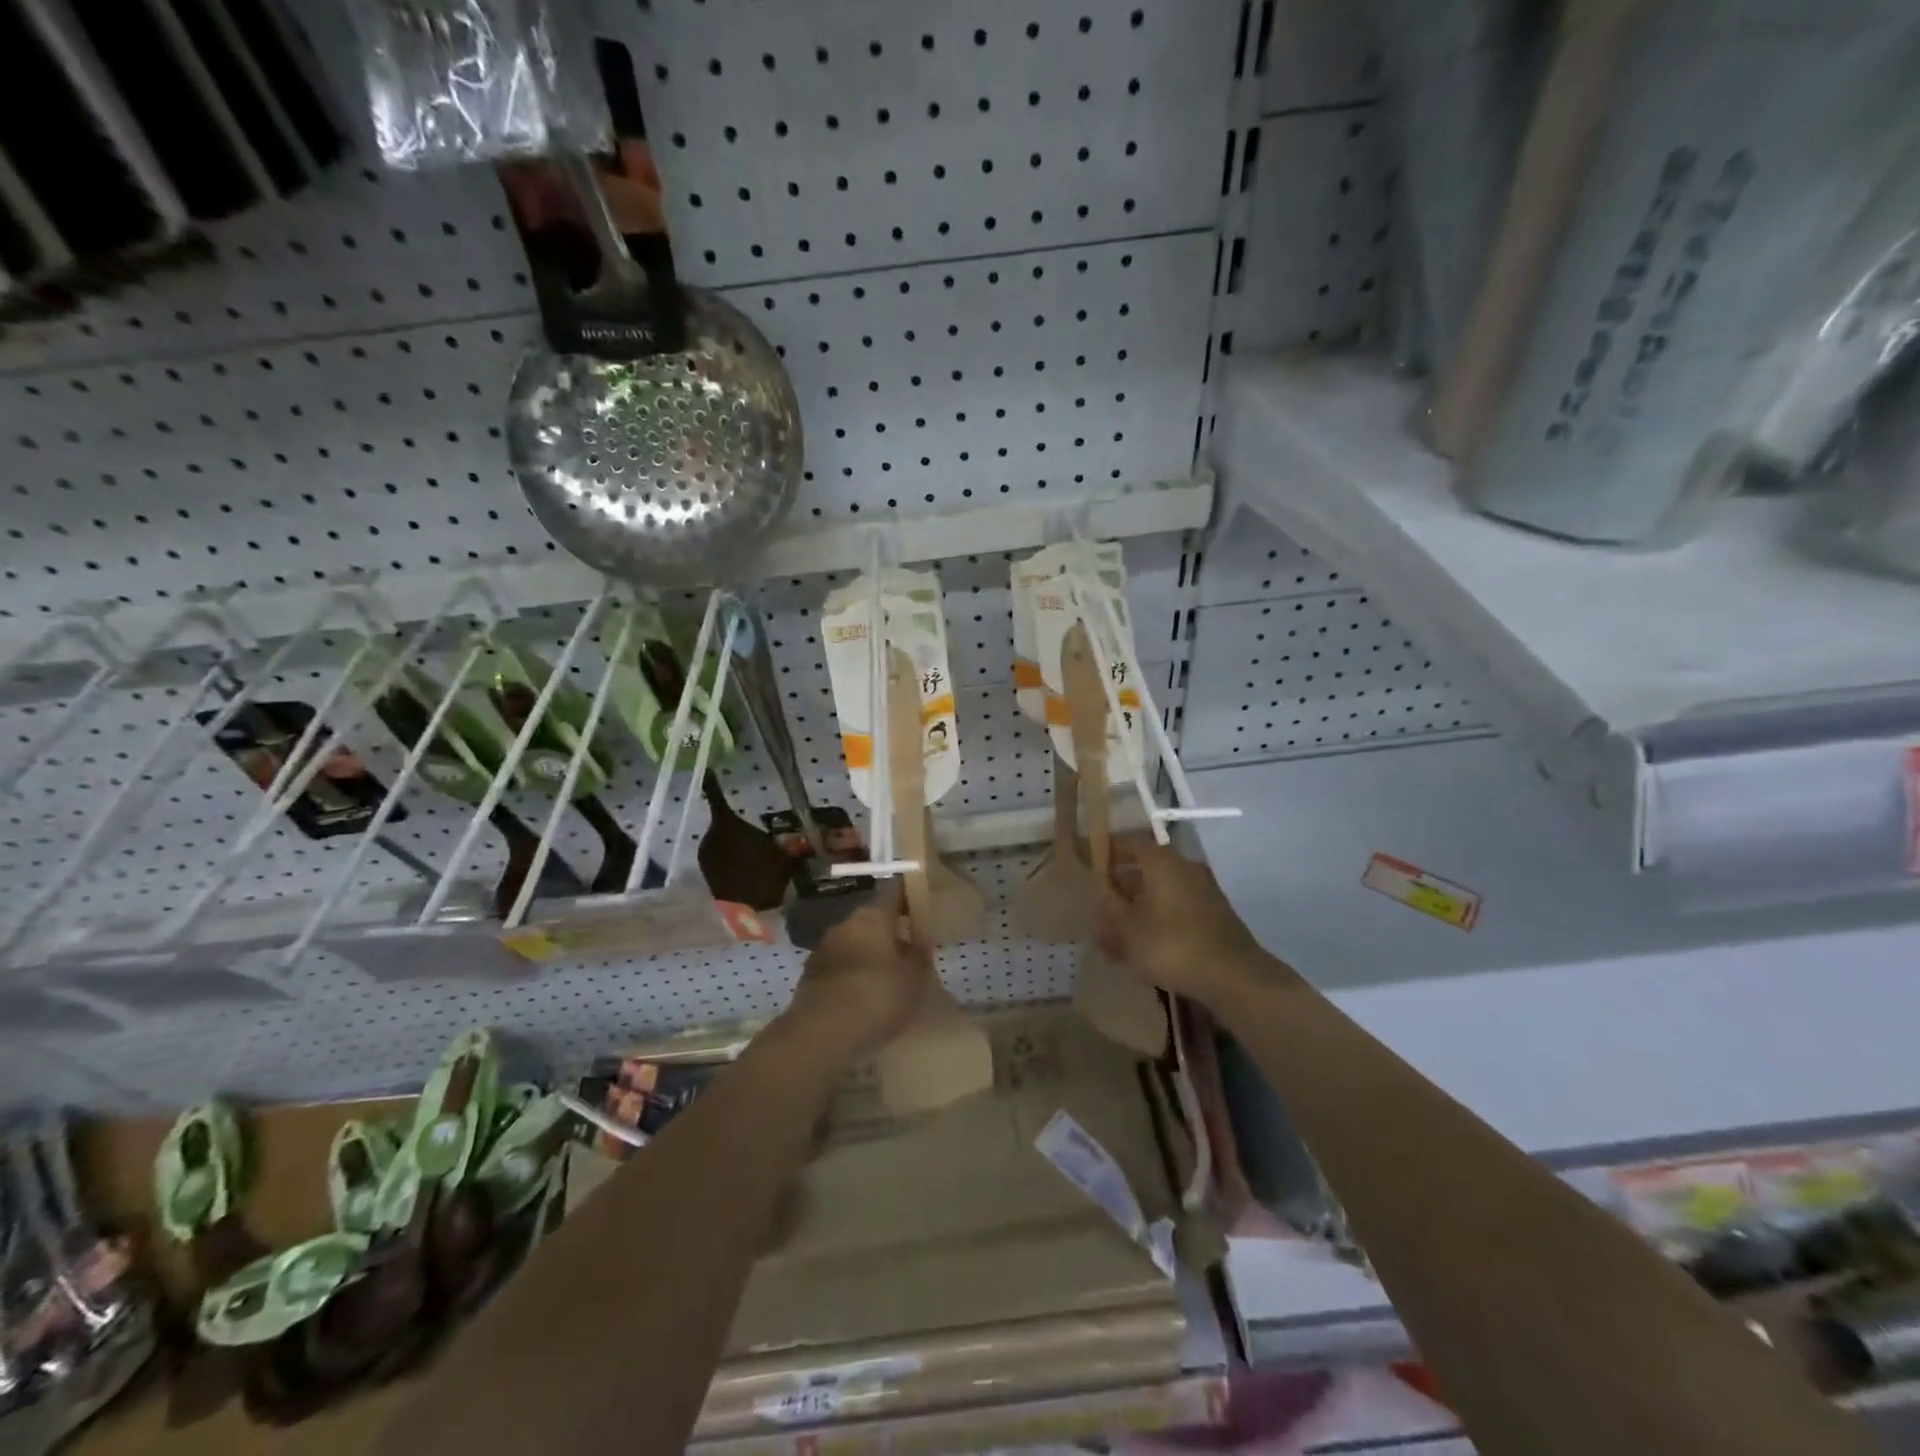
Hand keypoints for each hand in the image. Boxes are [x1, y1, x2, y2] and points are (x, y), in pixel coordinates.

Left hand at [778, 891, 931, 1061]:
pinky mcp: (810, 974)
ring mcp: (824, 947)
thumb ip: (920, 952)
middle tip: (907, 948)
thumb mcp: (915, 976)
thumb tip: (920, 936)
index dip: (909, 897)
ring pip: (854, 942)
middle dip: (889, 930)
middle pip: (872, 919)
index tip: (921, 904)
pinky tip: (862, 994)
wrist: (823, 1031)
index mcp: (874, 916)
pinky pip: (839, 965)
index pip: (894, 893)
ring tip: (886, 976)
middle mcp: (846, 923)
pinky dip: (851, 973)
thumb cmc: (879, 995)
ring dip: (868, 953)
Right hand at [1095, 836, 1279, 1007]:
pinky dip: (1157, 922)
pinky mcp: (1213, 915)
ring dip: (1137, 910)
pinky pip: (1176, 910)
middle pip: (1144, 870)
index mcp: (1162, 862)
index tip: (1089, 866)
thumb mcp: (1127, 928)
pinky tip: (1144, 950)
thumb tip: (1101, 890)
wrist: (1234, 977)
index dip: (1106, 853)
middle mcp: (1185, 867)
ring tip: (1116, 940)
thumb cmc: (1171, 945)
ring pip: (1160, 893)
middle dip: (1120, 890)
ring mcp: (1203, 891)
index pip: (1128, 844)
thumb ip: (1109, 906)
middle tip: (1100, 911)